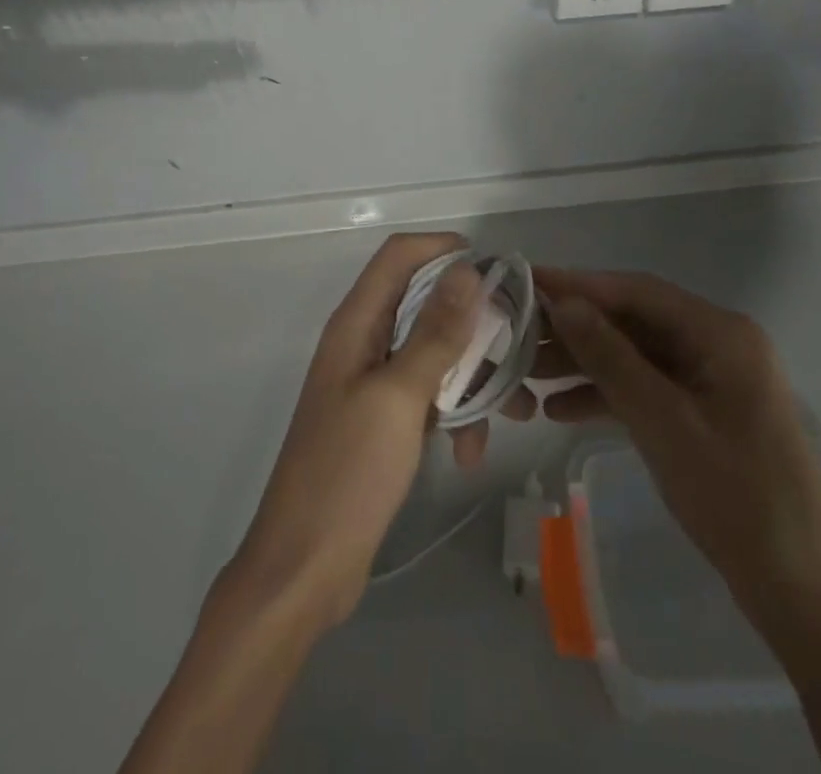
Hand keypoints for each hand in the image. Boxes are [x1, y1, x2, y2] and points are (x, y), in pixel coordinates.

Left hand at [223, 233, 490, 630]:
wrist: (303, 570)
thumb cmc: (347, 474)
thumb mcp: (399, 398)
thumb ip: (435, 333)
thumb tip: (466, 269)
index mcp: (355, 324)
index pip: (398, 256)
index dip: (443, 249)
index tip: (494, 269)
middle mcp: (362, 342)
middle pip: (423, 302)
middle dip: (472, 321)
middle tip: (518, 344)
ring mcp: (371, 383)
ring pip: (432, 352)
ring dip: (471, 375)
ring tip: (515, 411)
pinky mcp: (382, 421)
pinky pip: (427, 395)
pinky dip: (453, 413)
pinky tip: (471, 452)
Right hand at [533, 268, 820, 659]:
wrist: (806, 597)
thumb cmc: (737, 499)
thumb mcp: (662, 422)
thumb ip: (610, 358)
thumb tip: (563, 304)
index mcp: (721, 333)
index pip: (637, 291)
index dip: (580, 285)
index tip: (527, 283)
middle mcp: (719, 344)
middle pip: (635, 322)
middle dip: (577, 330)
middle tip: (518, 337)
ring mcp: (713, 381)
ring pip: (637, 356)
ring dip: (586, 365)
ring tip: (528, 377)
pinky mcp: (706, 415)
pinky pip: (649, 390)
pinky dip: (609, 396)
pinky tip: (561, 411)